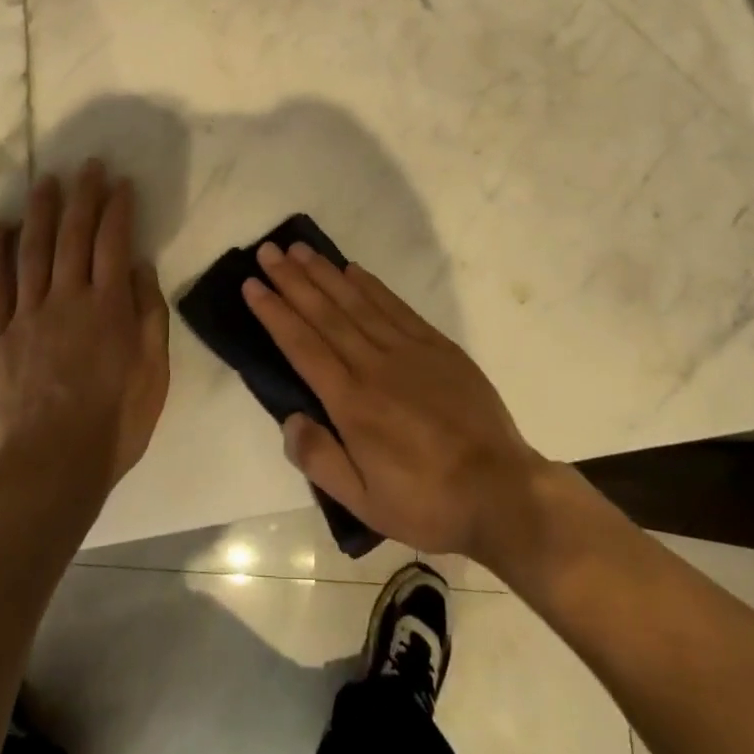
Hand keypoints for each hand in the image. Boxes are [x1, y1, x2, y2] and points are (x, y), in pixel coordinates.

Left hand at [0, 162, 169, 492]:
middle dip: (83, 196)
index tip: (121, 182)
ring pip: (34, 249)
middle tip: (87, 165)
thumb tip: (139, 266)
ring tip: (46, 180)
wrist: (51, 467)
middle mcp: (67, 298)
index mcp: (108, 306)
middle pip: (74, 235)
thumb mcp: (153, 372)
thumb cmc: (114, 423)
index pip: (114, 241)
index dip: (118, 208)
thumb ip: (148, 314)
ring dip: (41, 211)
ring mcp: (28, 314)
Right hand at [243, 241, 545, 560]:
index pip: (303, 346)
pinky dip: (370, 285)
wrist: (501, 492)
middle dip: (292, 280)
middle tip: (267, 251)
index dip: (275, 313)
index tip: (252, 285)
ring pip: (356, 302)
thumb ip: (320, 460)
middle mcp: (374, 366)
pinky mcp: (437, 346)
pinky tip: (352, 270)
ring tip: (299, 249)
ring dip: (325, 274)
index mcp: (352, 403)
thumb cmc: (427, 502)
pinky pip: (395, 307)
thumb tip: (289, 418)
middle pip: (325, 314)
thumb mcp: (365, 503)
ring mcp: (408, 351)